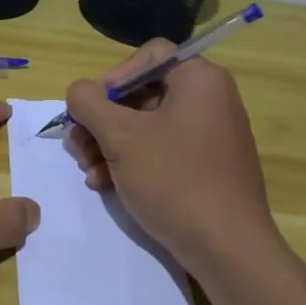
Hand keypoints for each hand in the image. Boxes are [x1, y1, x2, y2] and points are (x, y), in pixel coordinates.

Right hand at [65, 42, 276, 271]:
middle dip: (102, 121)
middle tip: (78, 146)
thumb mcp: (120, 136)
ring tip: (89, 172)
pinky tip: (106, 185)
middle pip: (141, 94)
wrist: (227, 248)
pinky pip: (161, 151)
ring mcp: (210, 136)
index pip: (148, 56)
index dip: (112, 78)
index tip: (90, 110)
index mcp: (200, 79)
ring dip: (109, 145)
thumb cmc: (174, 180)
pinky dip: (131, 163)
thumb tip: (79, 92)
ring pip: (146, 126)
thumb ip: (89, 103)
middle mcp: (210, 100)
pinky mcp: (205, 167)